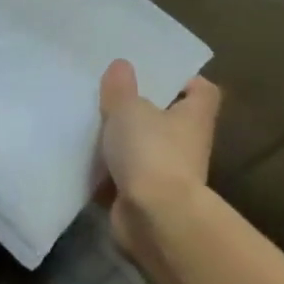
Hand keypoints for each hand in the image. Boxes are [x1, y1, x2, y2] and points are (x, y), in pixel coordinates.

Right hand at [97, 61, 221, 254]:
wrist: (154, 218)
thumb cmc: (151, 152)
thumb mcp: (128, 109)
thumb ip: (122, 87)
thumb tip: (122, 65)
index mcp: (193, 117)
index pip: (202, 91)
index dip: (184, 79)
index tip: (155, 73)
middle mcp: (187, 144)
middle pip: (168, 119)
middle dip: (142, 108)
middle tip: (110, 93)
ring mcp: (167, 173)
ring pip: (144, 148)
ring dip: (122, 140)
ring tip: (89, 122)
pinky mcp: (146, 197)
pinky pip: (124, 175)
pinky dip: (107, 170)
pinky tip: (81, 157)